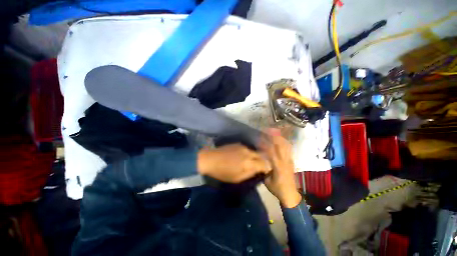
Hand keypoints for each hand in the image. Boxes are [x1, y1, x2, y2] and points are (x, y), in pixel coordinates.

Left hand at [197, 144, 270, 182]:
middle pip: (261, 155)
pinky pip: (248, 149)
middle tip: (260, 166)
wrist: (210, 159)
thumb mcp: (237, 178)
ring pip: (254, 151)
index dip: (266, 168)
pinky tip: (243, 156)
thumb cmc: (223, 172)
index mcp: (248, 163)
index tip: (265, 171)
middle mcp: (248, 152)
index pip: (264, 164)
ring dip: (255, 156)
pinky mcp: (238, 144)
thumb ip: (250, 173)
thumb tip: (259, 170)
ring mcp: (243, 146)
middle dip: (263, 161)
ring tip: (251, 161)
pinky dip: (249, 153)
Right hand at [260, 130, 301, 207]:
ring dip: (280, 138)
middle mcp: (285, 161)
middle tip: (267, 130)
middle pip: (280, 145)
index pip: (271, 151)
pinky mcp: (291, 161)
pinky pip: (289, 149)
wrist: (290, 194)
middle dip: (273, 137)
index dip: (265, 143)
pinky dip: (284, 142)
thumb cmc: (277, 188)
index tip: (260, 137)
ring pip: (286, 146)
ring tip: (273, 132)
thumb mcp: (267, 180)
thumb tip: (260, 159)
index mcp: (278, 166)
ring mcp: (289, 160)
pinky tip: (280, 139)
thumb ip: (264, 169)